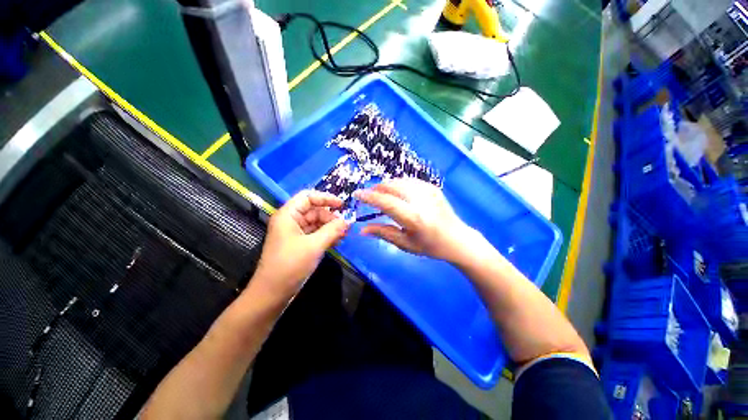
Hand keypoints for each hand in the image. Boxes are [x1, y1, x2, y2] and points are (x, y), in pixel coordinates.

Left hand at [252, 191, 349, 297]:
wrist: (272, 294)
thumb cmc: (290, 265)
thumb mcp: (314, 246)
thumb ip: (333, 230)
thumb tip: (348, 221)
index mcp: (288, 215)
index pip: (308, 197)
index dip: (325, 198)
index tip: (342, 205)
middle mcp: (291, 221)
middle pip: (314, 210)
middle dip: (330, 217)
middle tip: (345, 226)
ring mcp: (295, 233)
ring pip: (316, 223)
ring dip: (330, 227)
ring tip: (343, 235)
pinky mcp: (299, 243)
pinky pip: (315, 234)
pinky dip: (326, 236)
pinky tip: (337, 242)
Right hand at [354, 178, 476, 262]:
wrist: (457, 239)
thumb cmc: (430, 246)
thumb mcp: (405, 244)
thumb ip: (383, 233)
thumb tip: (361, 229)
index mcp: (413, 218)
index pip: (385, 202)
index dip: (369, 196)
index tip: (357, 193)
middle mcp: (420, 200)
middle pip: (391, 186)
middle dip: (376, 188)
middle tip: (368, 195)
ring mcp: (428, 191)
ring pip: (399, 181)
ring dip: (386, 185)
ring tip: (380, 194)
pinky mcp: (432, 187)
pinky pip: (409, 181)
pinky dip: (398, 184)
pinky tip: (395, 192)